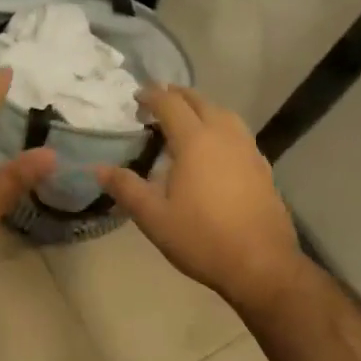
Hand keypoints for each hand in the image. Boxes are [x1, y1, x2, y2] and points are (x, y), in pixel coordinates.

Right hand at [95, 86, 304, 314]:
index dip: (151, 96)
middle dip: (177, 96)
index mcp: (195, 141)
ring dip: (202, 108)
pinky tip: (214, 149)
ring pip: (224, 114)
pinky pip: (238, 134)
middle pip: (200, 102)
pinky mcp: (262, 167)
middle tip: (157, 102)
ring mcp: (248, 150)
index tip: (136, 98)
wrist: (261, 265)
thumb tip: (98, 169)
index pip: (170, 104)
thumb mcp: (153, 216)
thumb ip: (125, 188)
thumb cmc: (201, 238)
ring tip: (186, 119)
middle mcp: (224, 136)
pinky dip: (220, 128)